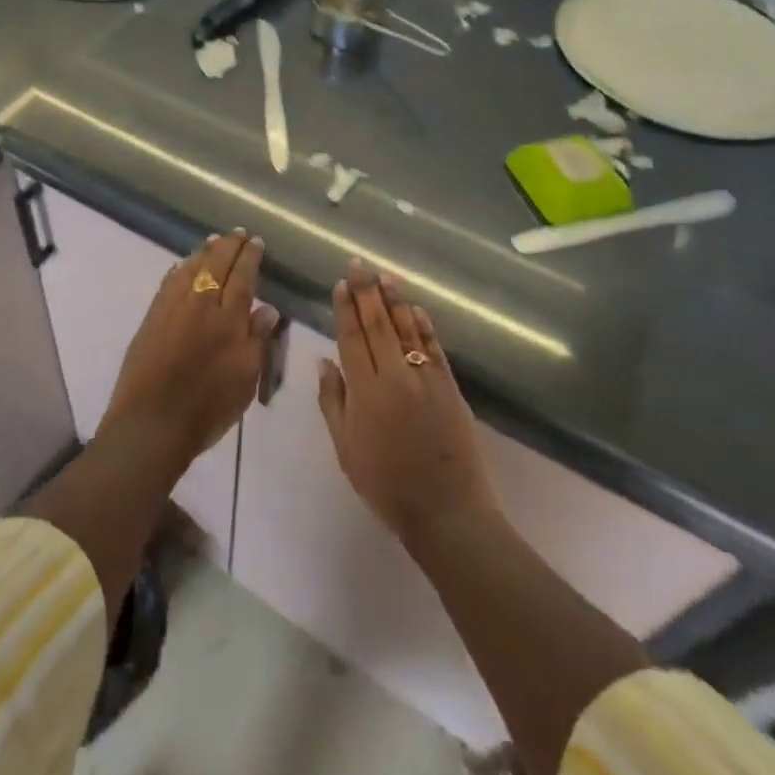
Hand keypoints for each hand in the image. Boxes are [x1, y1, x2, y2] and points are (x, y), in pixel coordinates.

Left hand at [99, 230, 276, 477]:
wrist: (151, 424)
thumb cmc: (208, 407)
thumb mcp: (246, 378)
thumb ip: (257, 339)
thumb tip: (267, 307)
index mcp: (227, 318)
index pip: (242, 276)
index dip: (250, 257)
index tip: (256, 241)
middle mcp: (199, 304)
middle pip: (215, 264)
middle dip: (229, 245)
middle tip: (238, 232)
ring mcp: (171, 308)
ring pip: (189, 268)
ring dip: (204, 252)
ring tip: (213, 241)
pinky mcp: (151, 318)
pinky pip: (168, 282)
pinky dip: (179, 269)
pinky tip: (182, 266)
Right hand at [317, 262, 498, 545]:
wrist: (446, 510)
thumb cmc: (386, 485)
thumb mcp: (346, 449)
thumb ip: (333, 401)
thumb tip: (325, 361)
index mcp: (366, 391)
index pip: (352, 338)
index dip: (345, 309)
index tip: (341, 284)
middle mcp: (395, 376)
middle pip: (378, 324)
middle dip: (366, 291)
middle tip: (358, 264)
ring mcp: (426, 378)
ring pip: (406, 329)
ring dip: (394, 300)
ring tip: (384, 275)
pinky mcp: (449, 386)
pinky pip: (434, 347)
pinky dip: (423, 325)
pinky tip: (414, 308)